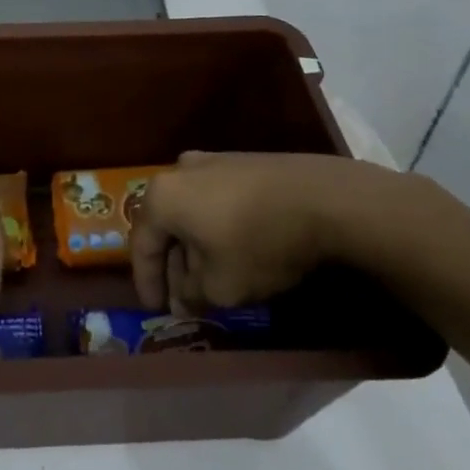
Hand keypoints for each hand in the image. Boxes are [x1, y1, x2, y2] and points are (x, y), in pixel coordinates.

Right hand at [130, 151, 434, 312]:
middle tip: (185, 295)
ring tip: (213, 275)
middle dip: (174, 264)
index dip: (147, 281)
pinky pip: (218, 200)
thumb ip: (191, 294)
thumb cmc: (259, 243)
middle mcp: (181, 171)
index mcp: (162, 197)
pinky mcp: (247, 162)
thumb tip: (183, 297)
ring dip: (197, 245)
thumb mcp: (220, 286)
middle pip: (167, 225)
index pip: (141, 245)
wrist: (328, 199)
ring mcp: (215, 161)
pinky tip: (238, 249)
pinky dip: (219, 227)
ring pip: (193, 211)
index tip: (155, 308)